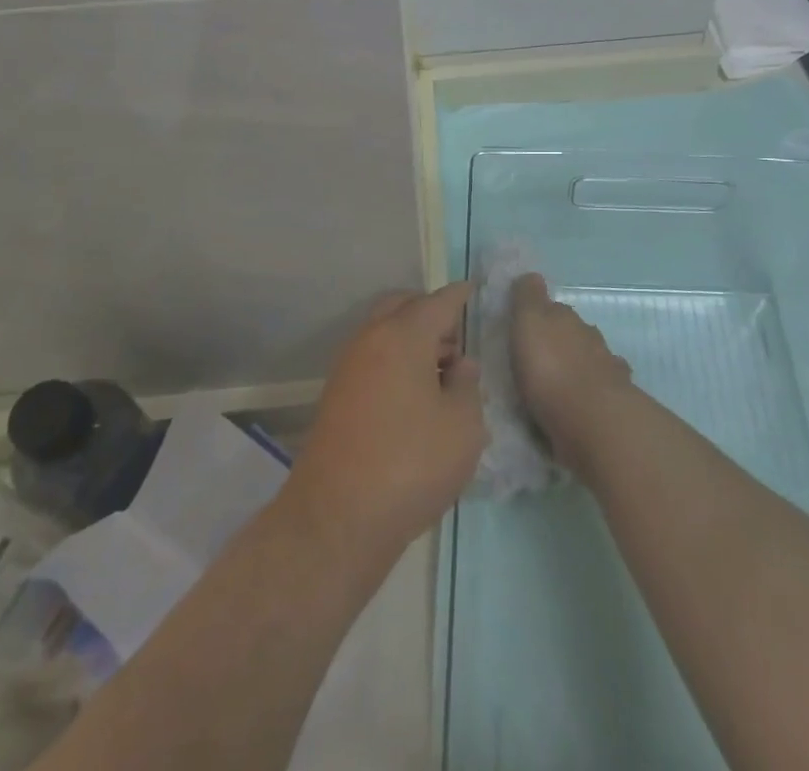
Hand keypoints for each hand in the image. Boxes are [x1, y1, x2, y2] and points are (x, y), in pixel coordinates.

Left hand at [285, 281, 486, 556]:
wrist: (336, 520)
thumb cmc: (411, 464)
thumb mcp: (462, 427)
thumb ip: (468, 386)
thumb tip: (460, 366)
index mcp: (403, 335)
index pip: (438, 302)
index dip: (459, 295)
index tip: (473, 289)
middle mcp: (370, 340)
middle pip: (402, 308)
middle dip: (430, 313)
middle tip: (457, 338)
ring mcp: (347, 368)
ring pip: (384, 333)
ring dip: (411, 339)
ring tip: (442, 372)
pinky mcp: (336, 397)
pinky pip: (372, 360)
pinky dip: (394, 362)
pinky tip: (415, 396)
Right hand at [510, 274, 634, 477]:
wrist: (593, 420)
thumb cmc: (551, 368)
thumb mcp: (529, 323)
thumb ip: (528, 298)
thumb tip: (531, 275)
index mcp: (566, 318)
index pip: (553, 307)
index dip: (541, 313)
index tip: (527, 324)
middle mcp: (589, 337)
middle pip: (573, 332)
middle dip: (560, 339)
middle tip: (540, 355)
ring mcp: (606, 369)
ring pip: (590, 359)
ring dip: (577, 365)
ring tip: (558, 381)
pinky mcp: (614, 402)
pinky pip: (599, 389)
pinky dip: (590, 392)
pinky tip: (581, 402)